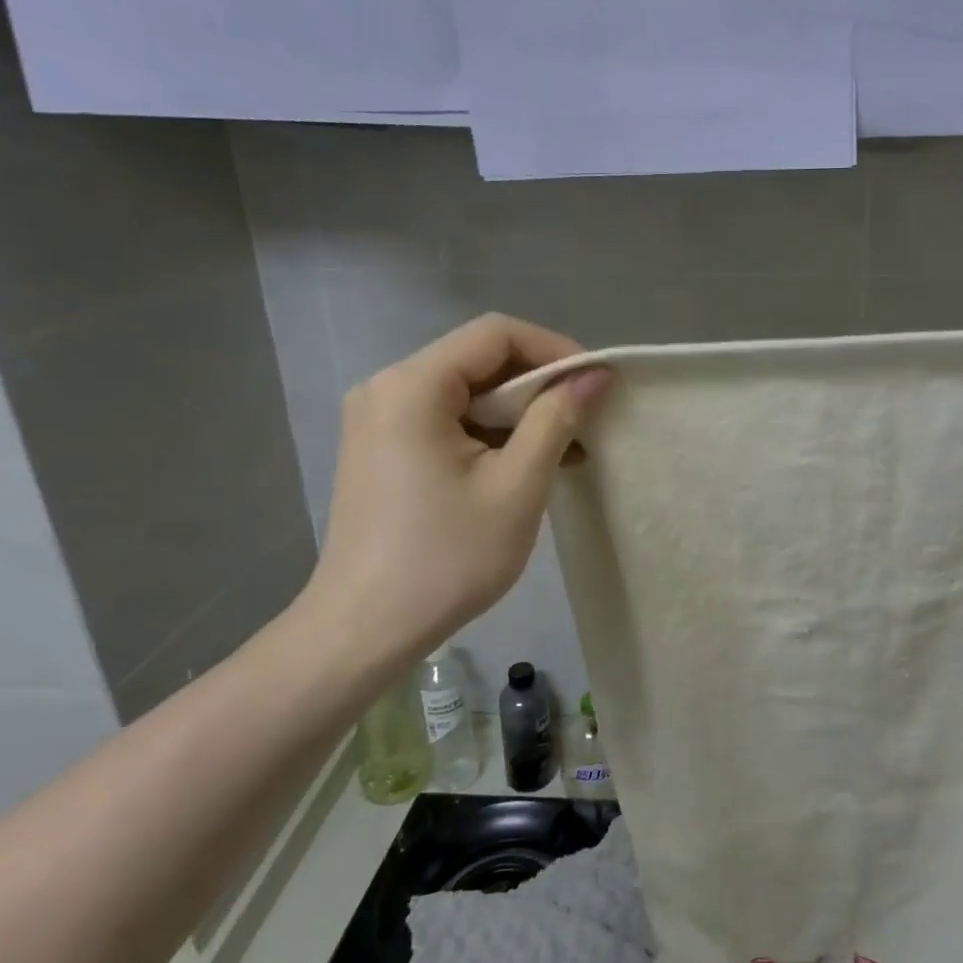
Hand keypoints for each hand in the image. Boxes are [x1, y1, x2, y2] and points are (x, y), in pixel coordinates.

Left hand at [295, 314, 609, 675]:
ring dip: (519, 414)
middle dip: (539, 386)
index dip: (555, 350)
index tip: (596, 384)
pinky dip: (490, 435)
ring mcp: (379, 420)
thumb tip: (596, 375)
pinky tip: (526, 466)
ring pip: (466, 393)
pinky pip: (447, 421)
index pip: (496, 334)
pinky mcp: (382, 449)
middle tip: (586, 420)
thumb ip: (557, 418)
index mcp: (413, 386)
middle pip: (479, 361)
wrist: (366, 628)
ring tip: (567, 451)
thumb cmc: (447, 557)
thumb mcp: (517, 485)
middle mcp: (387, 388)